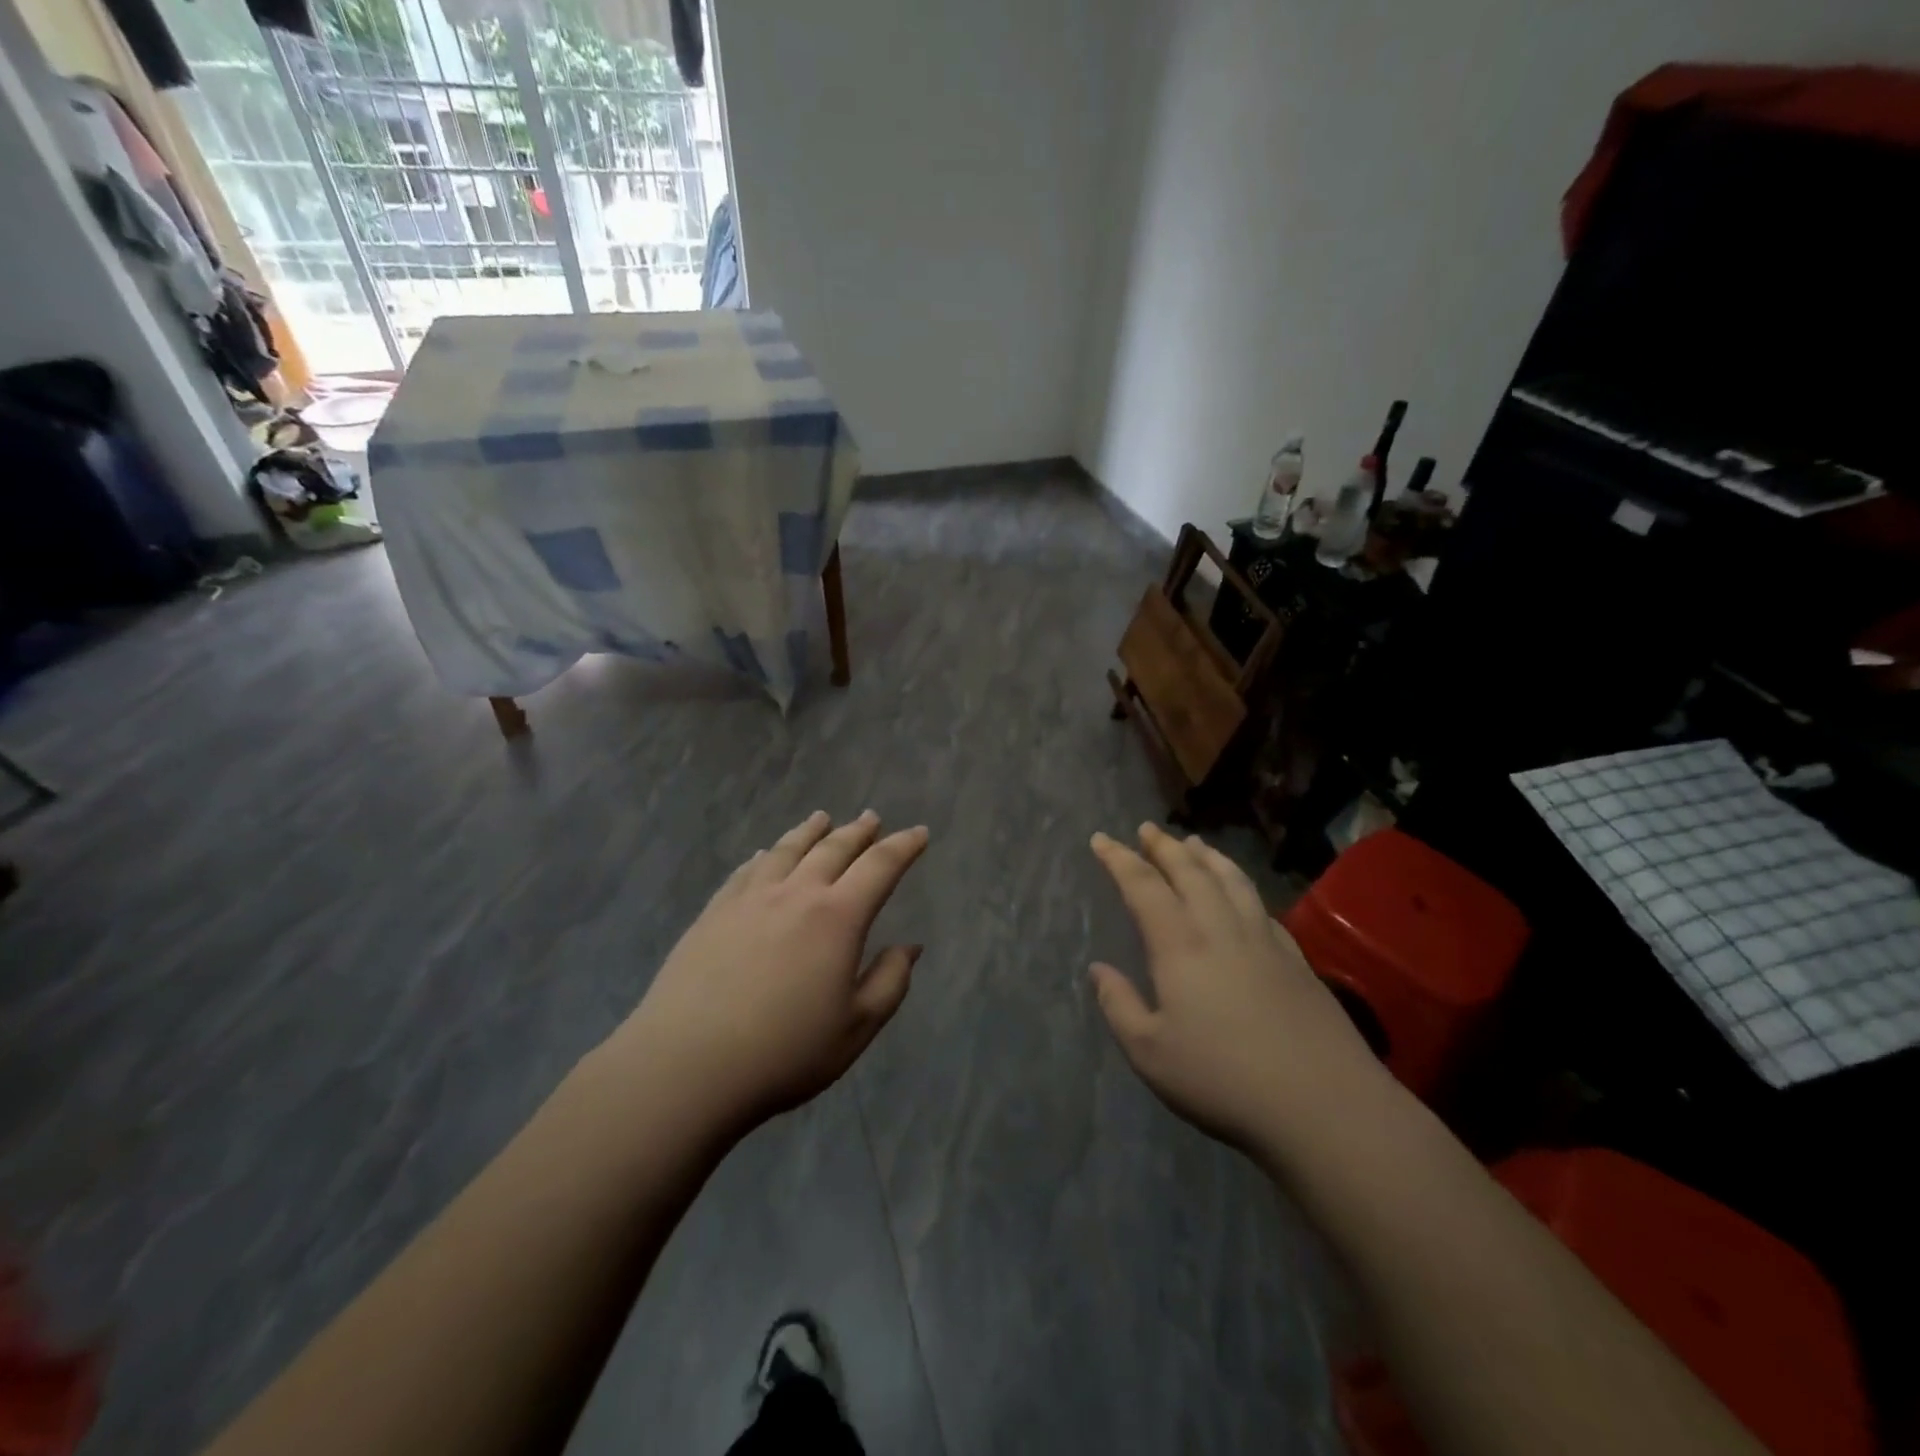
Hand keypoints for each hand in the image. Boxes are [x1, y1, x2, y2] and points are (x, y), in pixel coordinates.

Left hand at [607, 811, 928, 1133]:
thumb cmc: (784, 1052)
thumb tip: (909, 947)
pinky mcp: (713, 912)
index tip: (919, 832)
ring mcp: (749, 899)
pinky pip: (747, 870)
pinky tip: (764, 855)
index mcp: (837, 917)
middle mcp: (795, 894)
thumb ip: (889, 982)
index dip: (903, 846)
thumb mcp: (855, 1028)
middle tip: (872, 818)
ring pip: (787, 850)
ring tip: (822, 818)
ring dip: (810, 831)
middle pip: (833, 848)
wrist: (687, 1064)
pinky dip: (765, 856)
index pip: (880, 866)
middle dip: (858, 831)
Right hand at [1089, 823, 1383, 1156]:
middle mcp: (1221, 930)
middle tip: (1148, 829)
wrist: (1323, 1104)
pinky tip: (1242, 894)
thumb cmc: (1223, 1080)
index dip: (1120, 860)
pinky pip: (1262, 906)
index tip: (1102, 839)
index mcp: (1180, 946)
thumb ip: (1119, 1006)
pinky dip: (1243, 887)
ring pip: (1232, 881)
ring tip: (1194, 842)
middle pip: (1191, 872)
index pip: (1144, 887)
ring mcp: (1265, 941)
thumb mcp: (1150, 1053)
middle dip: (1165, 847)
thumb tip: (1099, 970)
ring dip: (1208, 856)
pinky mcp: (1297, 960)